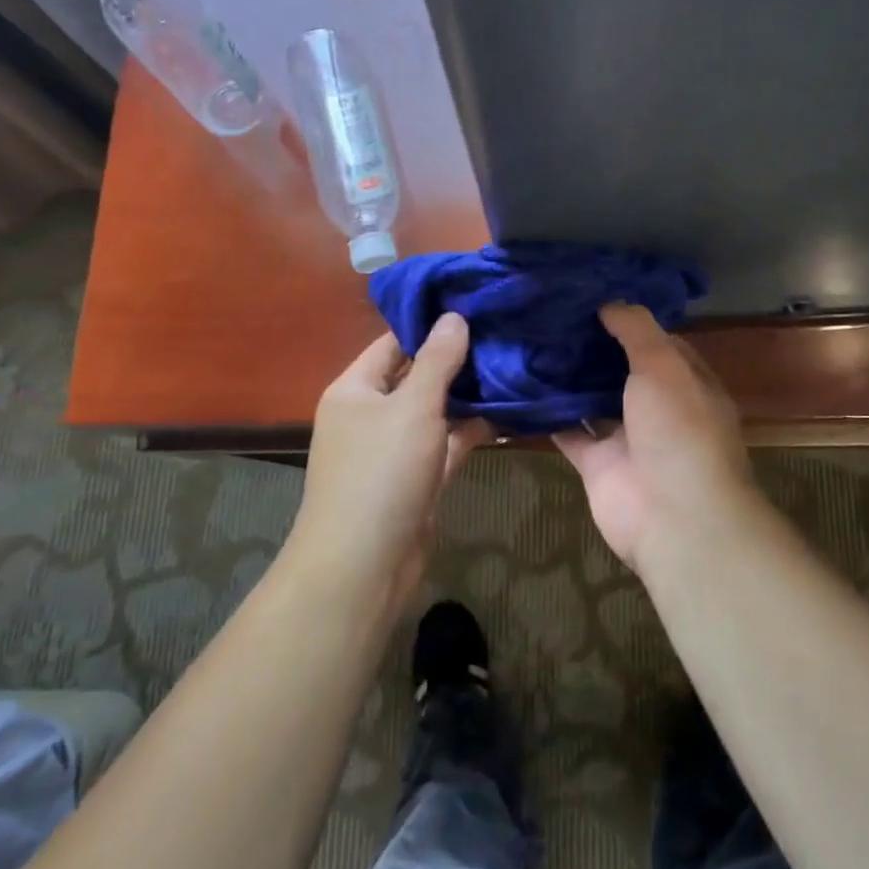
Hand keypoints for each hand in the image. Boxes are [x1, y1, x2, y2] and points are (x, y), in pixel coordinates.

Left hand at [288, 314, 488, 611]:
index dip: (431, 325)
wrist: (364, 564)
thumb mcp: (412, 407)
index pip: (394, 342)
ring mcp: (395, 449)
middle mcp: (372, 414)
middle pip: (417, 376)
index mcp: (356, 390)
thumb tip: (454, 316)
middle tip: (504, 334)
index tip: (475, 305)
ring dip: (468, 396)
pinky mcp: (417, 479)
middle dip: (457, 360)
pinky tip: (507, 413)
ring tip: (513, 367)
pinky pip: (446, 445)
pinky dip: (471, 431)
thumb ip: (437, 361)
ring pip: (435, 412)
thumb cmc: (381, 472)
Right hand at [553, 304, 761, 568]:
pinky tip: (519, 386)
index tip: (589, 298)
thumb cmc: (679, 430)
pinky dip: (547, 415)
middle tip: (547, 315)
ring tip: (529, 341)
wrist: (674, 517)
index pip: (657, 342)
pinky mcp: (598, 464)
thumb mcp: (664, 365)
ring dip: (567, 379)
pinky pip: (569, 432)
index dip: (627, 321)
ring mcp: (628, 437)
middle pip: (621, 370)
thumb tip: (610, 302)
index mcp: (686, 382)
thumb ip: (637, 330)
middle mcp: (658, 407)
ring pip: (593, 400)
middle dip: (591, 347)